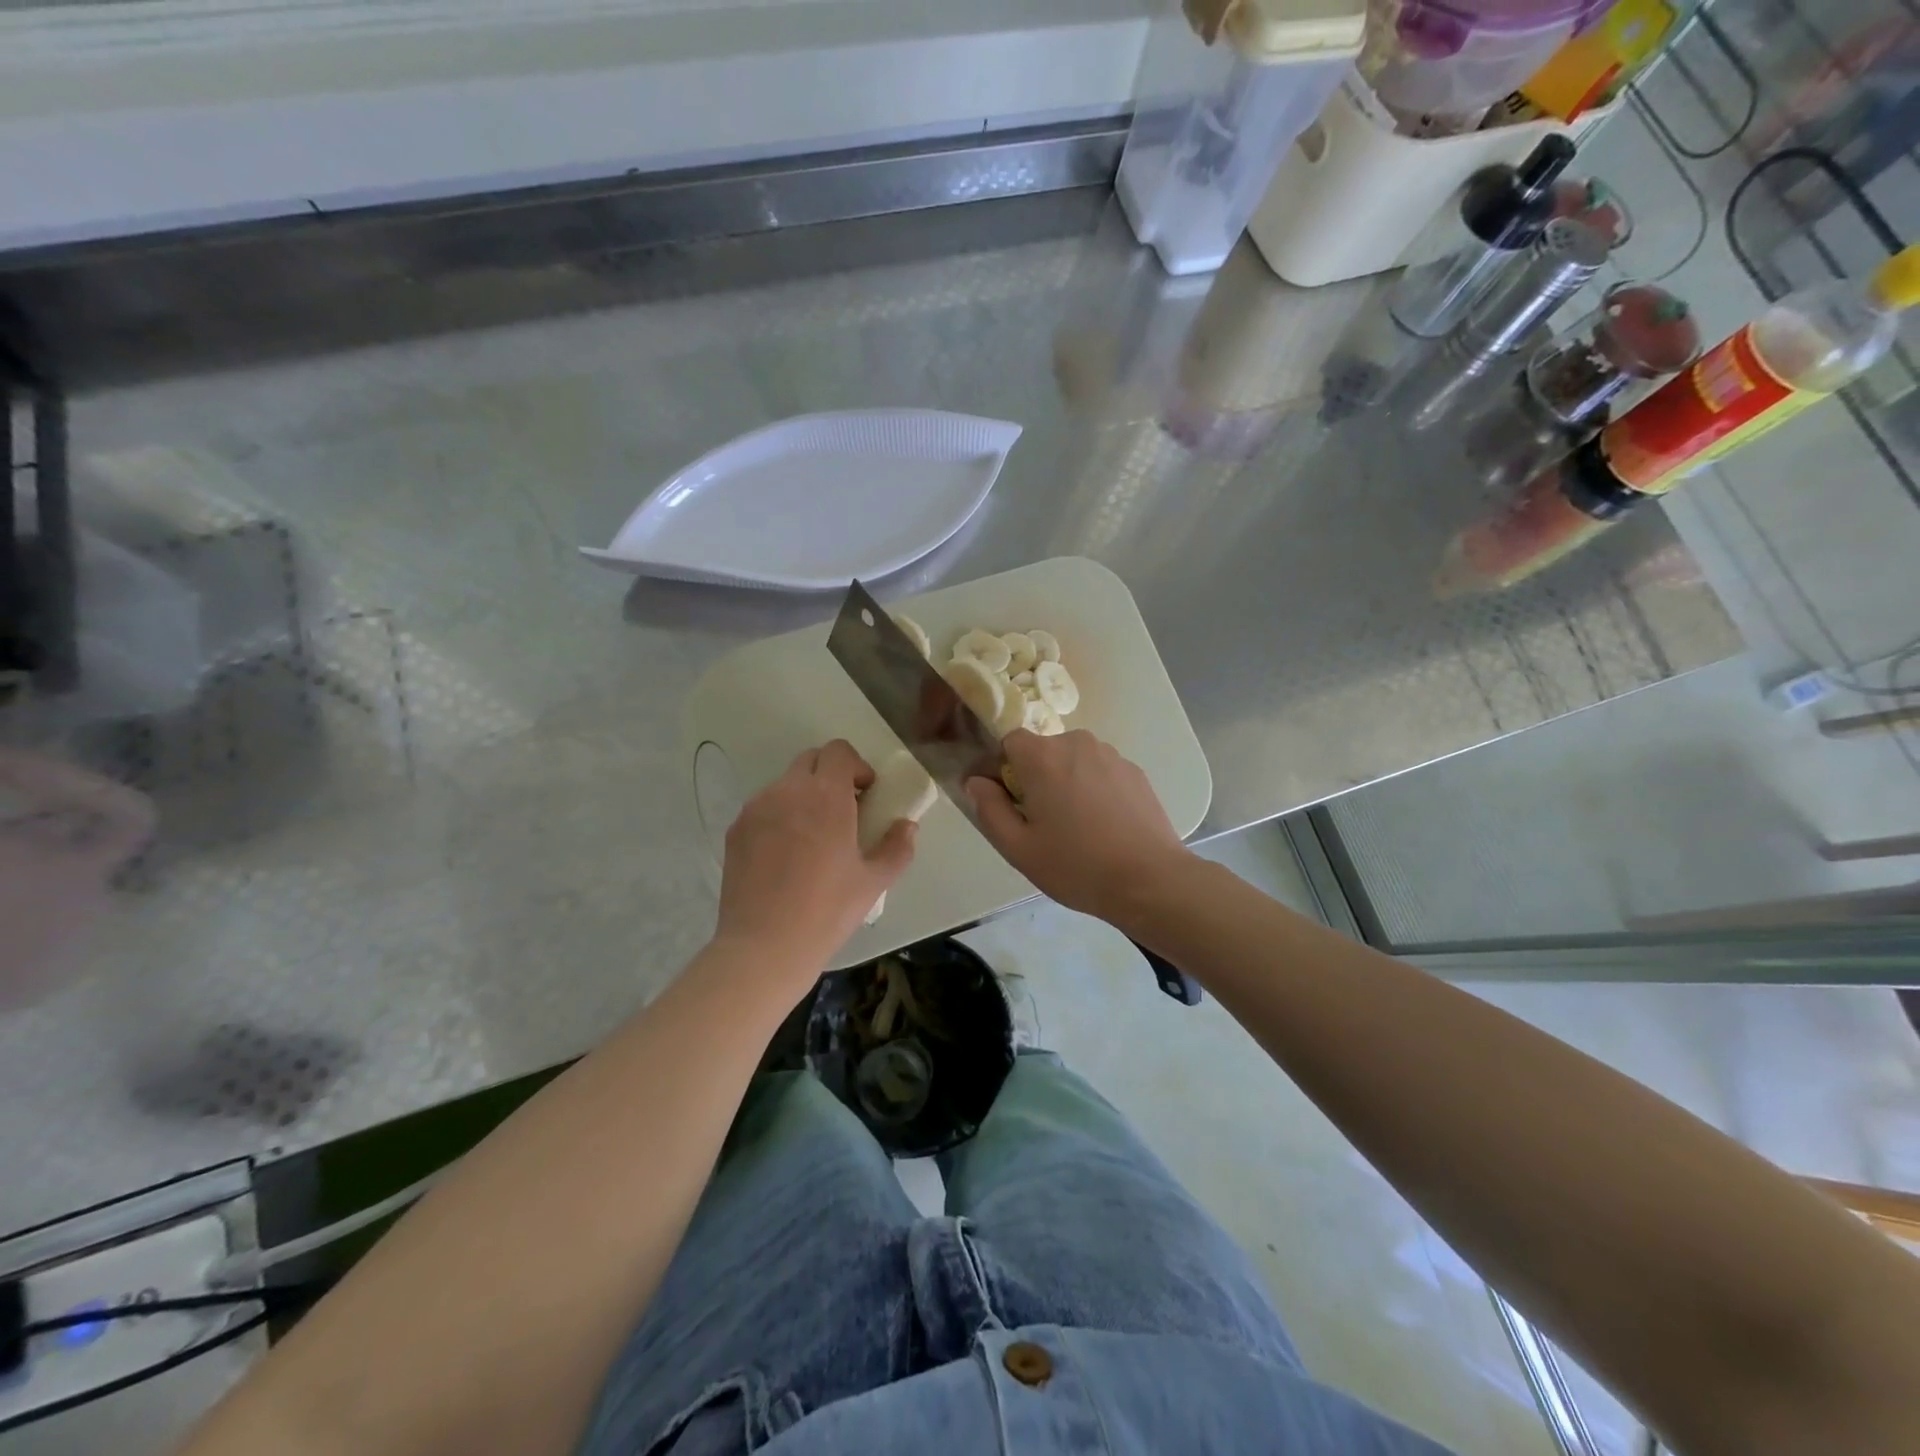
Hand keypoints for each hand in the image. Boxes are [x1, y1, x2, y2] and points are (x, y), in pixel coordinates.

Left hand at [715, 740, 916, 984]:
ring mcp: (756, 809)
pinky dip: (779, 816)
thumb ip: (897, 847)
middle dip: (830, 776)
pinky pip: (763, 808)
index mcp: (826, 796)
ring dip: (804, 796)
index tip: (865, 795)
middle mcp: (787, 791)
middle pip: (811, 760)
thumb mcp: (874, 882)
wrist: (763, 947)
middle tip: (843, 812)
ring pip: (785, 784)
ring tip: (812, 838)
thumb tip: (907, 826)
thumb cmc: (827, 911)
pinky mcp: (735, 830)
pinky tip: (785, 856)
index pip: (839, 751)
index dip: (856, 766)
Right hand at [966, 729, 1194, 925]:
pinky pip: (1100, 772)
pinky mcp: (1135, 771)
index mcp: (1043, 757)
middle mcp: (1077, 743)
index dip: (1003, 769)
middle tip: (1043, 823)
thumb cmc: (1076, 866)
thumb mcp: (1018, 848)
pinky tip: (1104, 827)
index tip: (1010, 803)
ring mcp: (1111, 755)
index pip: (1009, 742)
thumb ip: (989, 809)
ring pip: (1073, 761)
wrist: (1150, 880)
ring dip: (1067, 783)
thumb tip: (976, 782)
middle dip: (1036, 778)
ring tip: (1078, 827)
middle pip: (1043, 751)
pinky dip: (1094, 790)